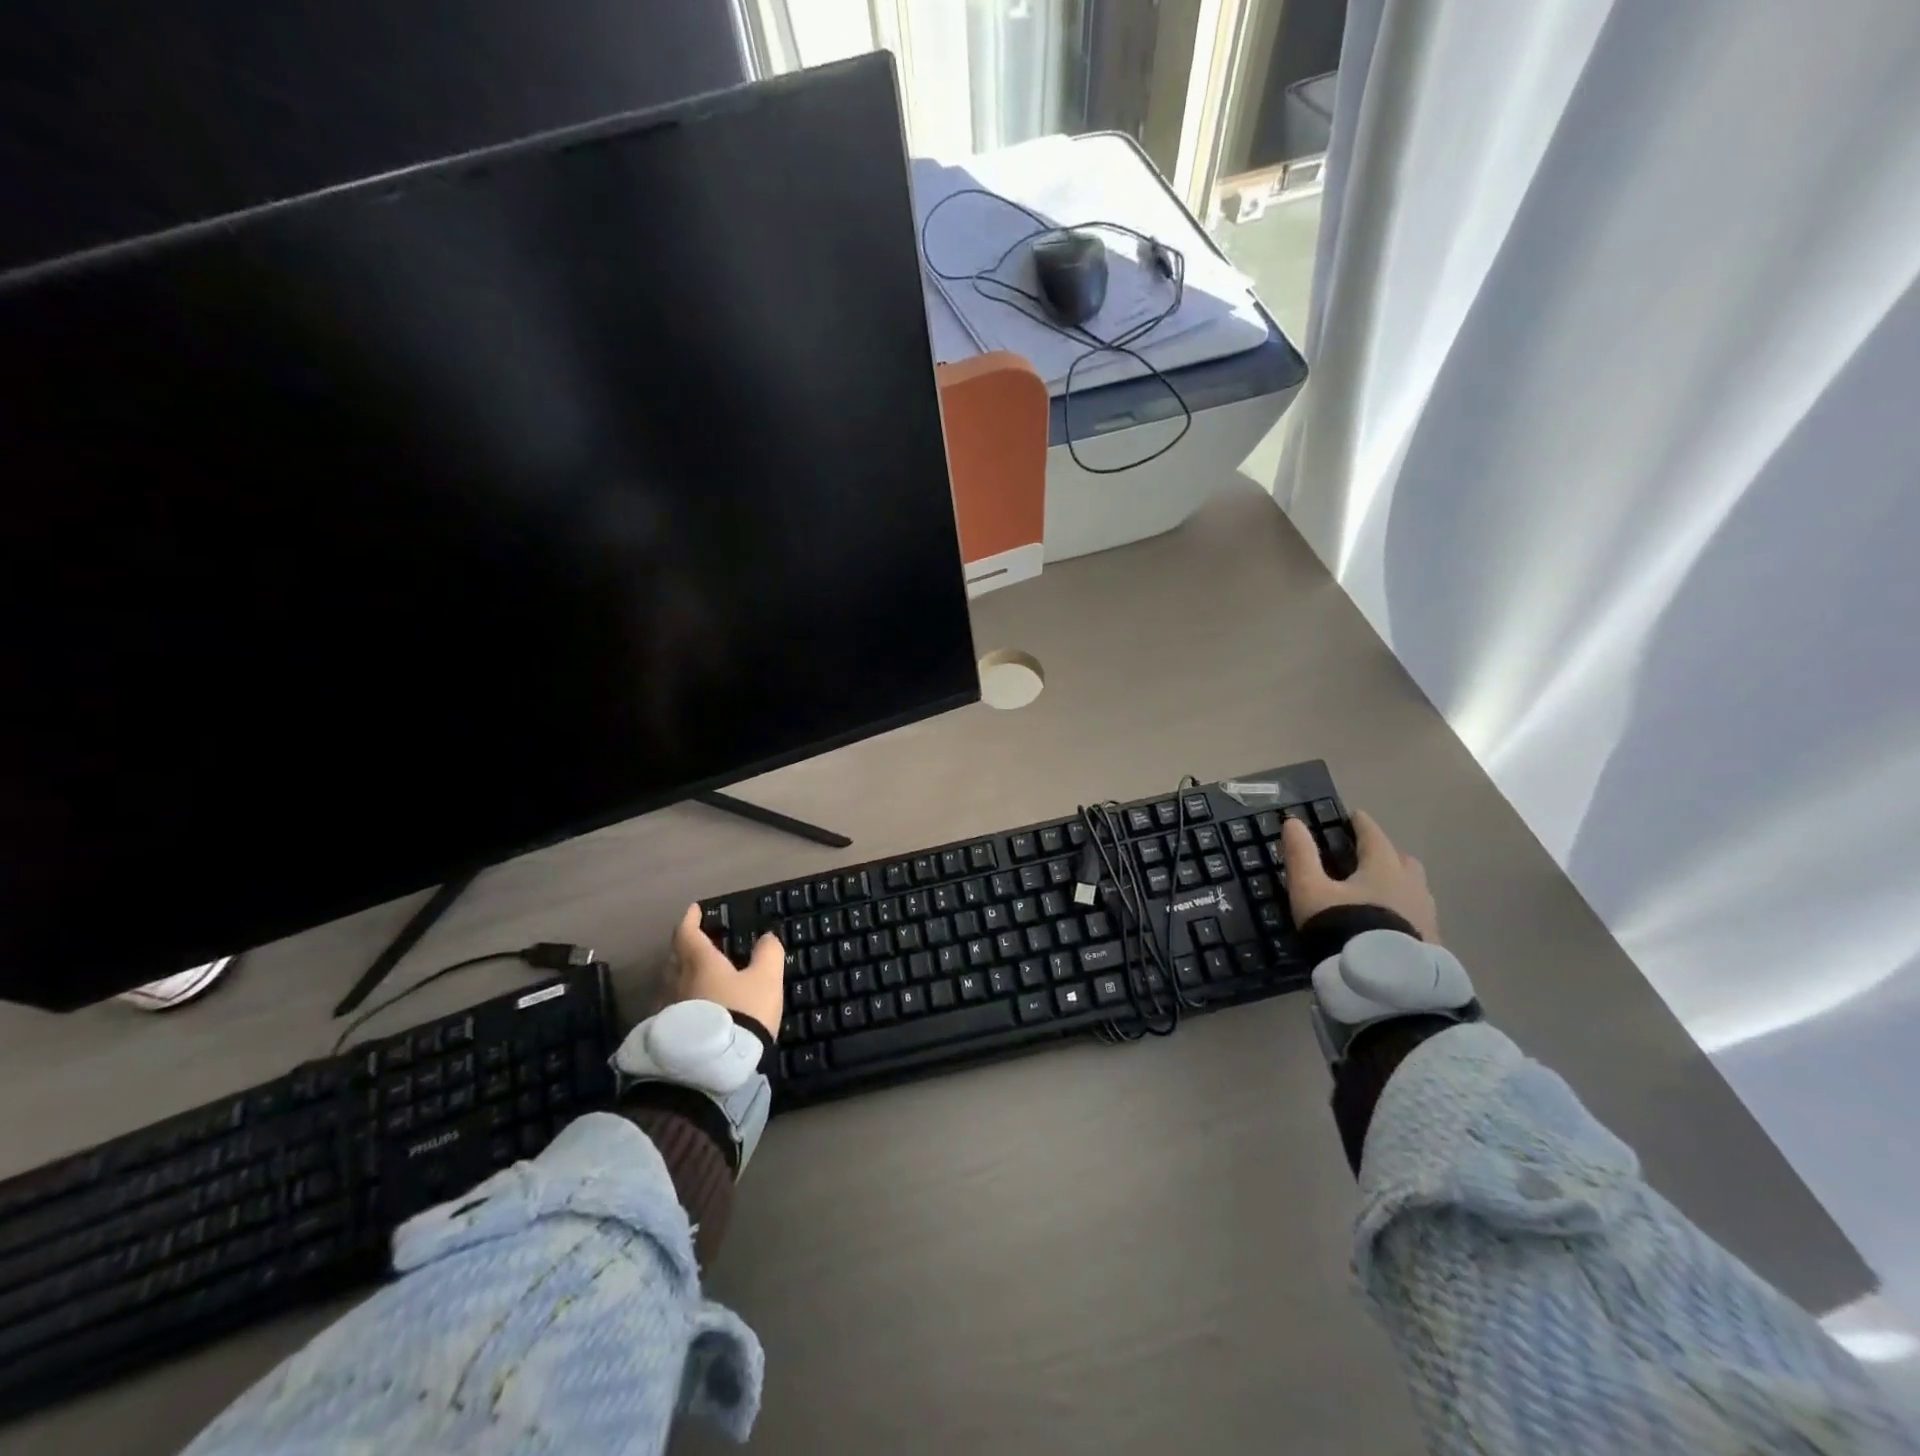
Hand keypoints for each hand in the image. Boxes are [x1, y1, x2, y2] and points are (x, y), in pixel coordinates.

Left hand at [668, 904, 784, 1037]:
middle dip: (686, 948)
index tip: (694, 909)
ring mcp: (666, 1009)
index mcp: (700, 962)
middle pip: (676, 958)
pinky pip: (671, 1009)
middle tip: (699, 944)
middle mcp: (676, 981)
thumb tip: (767, 937)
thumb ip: (768, 954)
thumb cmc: (741, 1013)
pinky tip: (693, 1012)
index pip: (688, 933)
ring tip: (698, 979)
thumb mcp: (766, 980)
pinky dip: (682, 1003)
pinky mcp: (665, 1035)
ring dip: (683, 977)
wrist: (711, 1068)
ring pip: (671, 984)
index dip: (691, 919)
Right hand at [1281, 810, 1439, 942]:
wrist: (1382, 984)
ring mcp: (1426, 915)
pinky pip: (1418, 915)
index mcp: (1383, 867)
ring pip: (1414, 888)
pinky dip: (1404, 910)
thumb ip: (1301, 855)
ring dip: (1398, 883)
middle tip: (1366, 857)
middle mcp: (1411, 885)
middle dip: (1385, 853)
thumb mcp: (1310, 890)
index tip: (1353, 816)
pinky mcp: (1432, 942)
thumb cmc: (1342, 927)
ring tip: (1377, 892)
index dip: (1361, 823)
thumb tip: (1293, 821)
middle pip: (1402, 859)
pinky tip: (1390, 923)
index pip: (1373, 835)